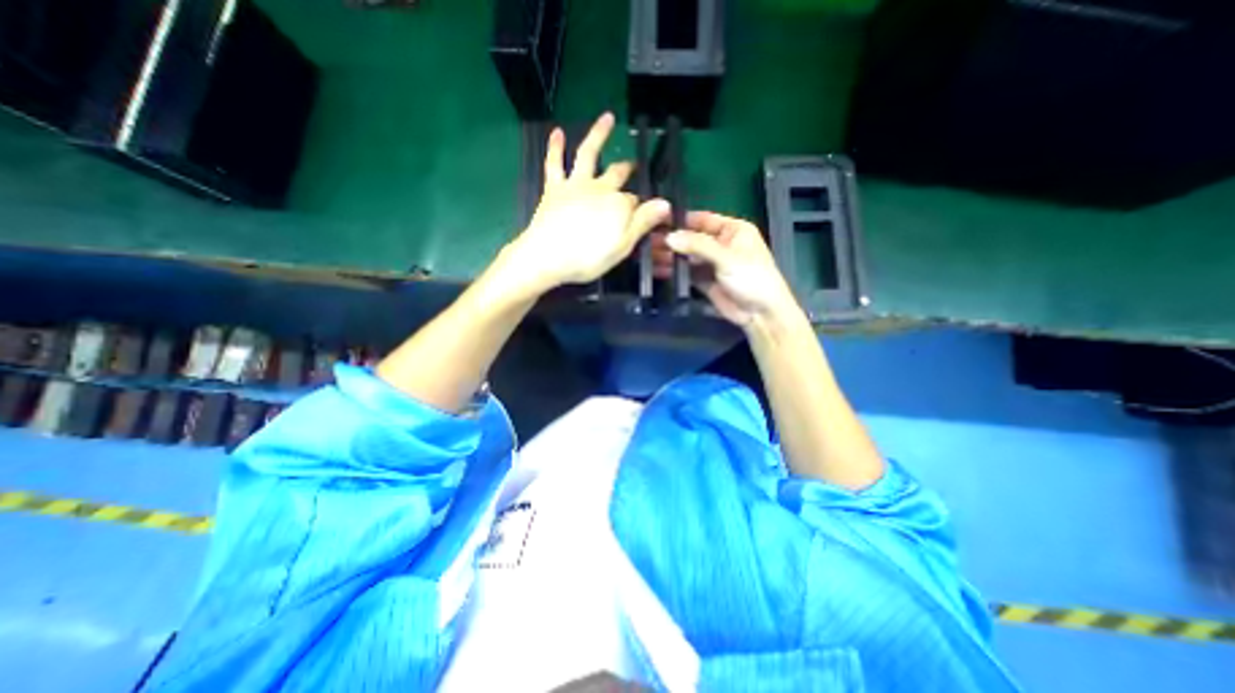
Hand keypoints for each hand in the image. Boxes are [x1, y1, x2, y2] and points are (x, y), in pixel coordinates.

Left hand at [500, 112, 672, 293]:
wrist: (548, 256)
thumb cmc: (588, 258)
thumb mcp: (622, 246)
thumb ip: (643, 223)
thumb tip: (666, 204)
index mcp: (618, 205)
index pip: (635, 201)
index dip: (642, 207)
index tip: (648, 213)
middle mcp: (600, 188)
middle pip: (617, 174)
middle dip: (627, 168)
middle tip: (634, 165)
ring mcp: (576, 185)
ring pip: (588, 154)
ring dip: (598, 134)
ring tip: (607, 118)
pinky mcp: (554, 188)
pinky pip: (555, 163)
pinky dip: (555, 147)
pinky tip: (556, 131)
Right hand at [654, 212, 802, 325]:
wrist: (761, 314)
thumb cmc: (752, 277)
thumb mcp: (726, 257)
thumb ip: (698, 246)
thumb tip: (669, 237)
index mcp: (733, 230)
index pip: (703, 219)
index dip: (682, 220)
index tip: (659, 221)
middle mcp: (721, 244)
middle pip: (692, 239)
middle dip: (672, 240)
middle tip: (648, 240)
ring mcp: (712, 264)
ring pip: (688, 257)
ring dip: (671, 256)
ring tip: (648, 255)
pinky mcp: (705, 281)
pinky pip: (687, 273)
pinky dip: (675, 272)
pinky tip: (658, 270)